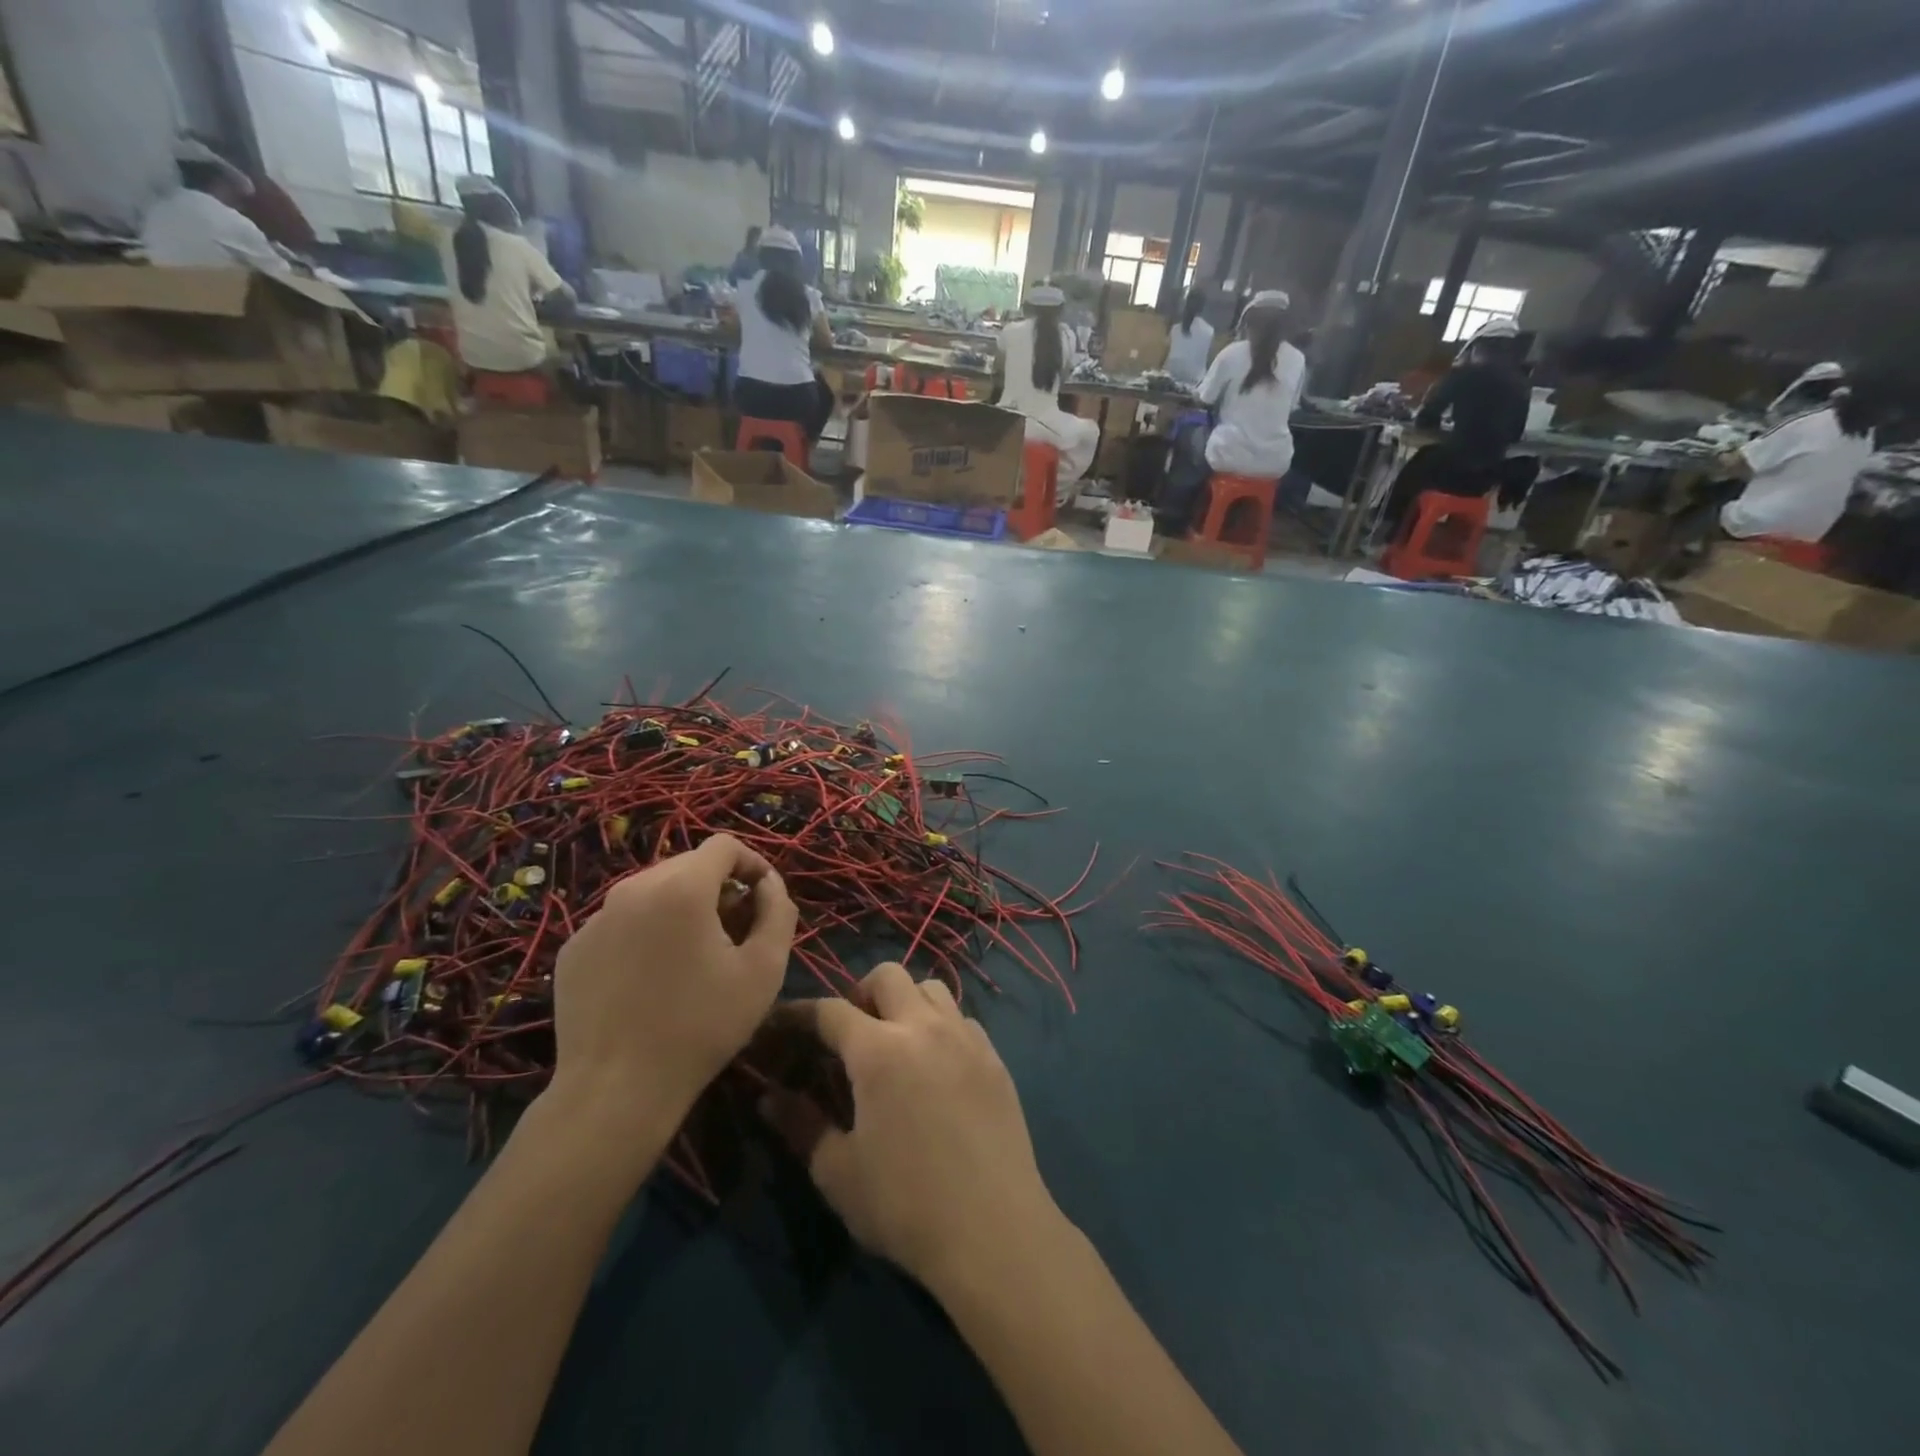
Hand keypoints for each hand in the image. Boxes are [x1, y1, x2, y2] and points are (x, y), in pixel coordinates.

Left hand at [550, 834, 796, 1133]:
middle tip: (734, 932)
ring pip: (652, 891)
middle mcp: (633, 888)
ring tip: (694, 956)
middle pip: (688, 865)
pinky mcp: (574, 948)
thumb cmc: (701, 1026)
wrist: (615, 1091)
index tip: (762, 899)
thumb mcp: (764, 970)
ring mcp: (596, 918)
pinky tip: (652, 978)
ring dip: (682, 909)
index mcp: (681, 887)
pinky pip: (621, 922)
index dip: (752, 864)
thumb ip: (778, 912)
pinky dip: (645, 933)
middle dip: (718, 888)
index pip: (724, 845)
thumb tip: (769, 884)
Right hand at [760, 963, 1060, 1296]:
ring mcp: (965, 1038)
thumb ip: (801, 1125)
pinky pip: (963, 1019)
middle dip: (860, 992)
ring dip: (906, 1002)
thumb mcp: (838, 1172)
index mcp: (879, 1051)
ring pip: (931, 988)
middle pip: (887, 976)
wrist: (993, 1230)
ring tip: (896, 1042)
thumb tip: (769, 1096)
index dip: (800, 1013)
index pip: (830, 1010)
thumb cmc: (905, 1204)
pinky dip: (942, 1026)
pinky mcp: (994, 1057)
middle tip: (850, 1033)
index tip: (782, 1023)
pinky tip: (937, 1065)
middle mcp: (923, 1027)